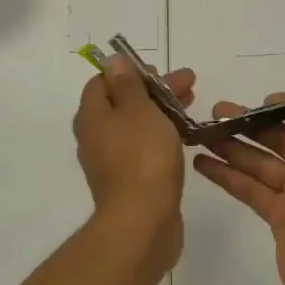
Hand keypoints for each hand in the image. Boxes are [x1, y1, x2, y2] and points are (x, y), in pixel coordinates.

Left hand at [74, 57, 194, 259]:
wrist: (142, 222)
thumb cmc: (142, 158)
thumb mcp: (138, 111)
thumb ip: (127, 85)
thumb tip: (112, 62)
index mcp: (92, 117)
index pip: (103, 82)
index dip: (131, 71)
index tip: (159, 71)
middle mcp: (96, 137)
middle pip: (123, 102)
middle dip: (155, 90)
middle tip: (189, 84)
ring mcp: (111, 161)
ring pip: (136, 126)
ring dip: (162, 111)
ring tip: (192, 106)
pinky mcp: (129, 181)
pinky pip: (143, 148)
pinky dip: (161, 136)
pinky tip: (183, 137)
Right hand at [193, 68, 284, 284]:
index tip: (262, 100)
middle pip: (283, 136)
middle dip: (252, 123)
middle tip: (216, 111)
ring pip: (262, 162)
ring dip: (234, 147)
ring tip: (201, 132)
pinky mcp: (279, 215)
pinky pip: (251, 187)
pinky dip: (228, 175)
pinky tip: (201, 163)